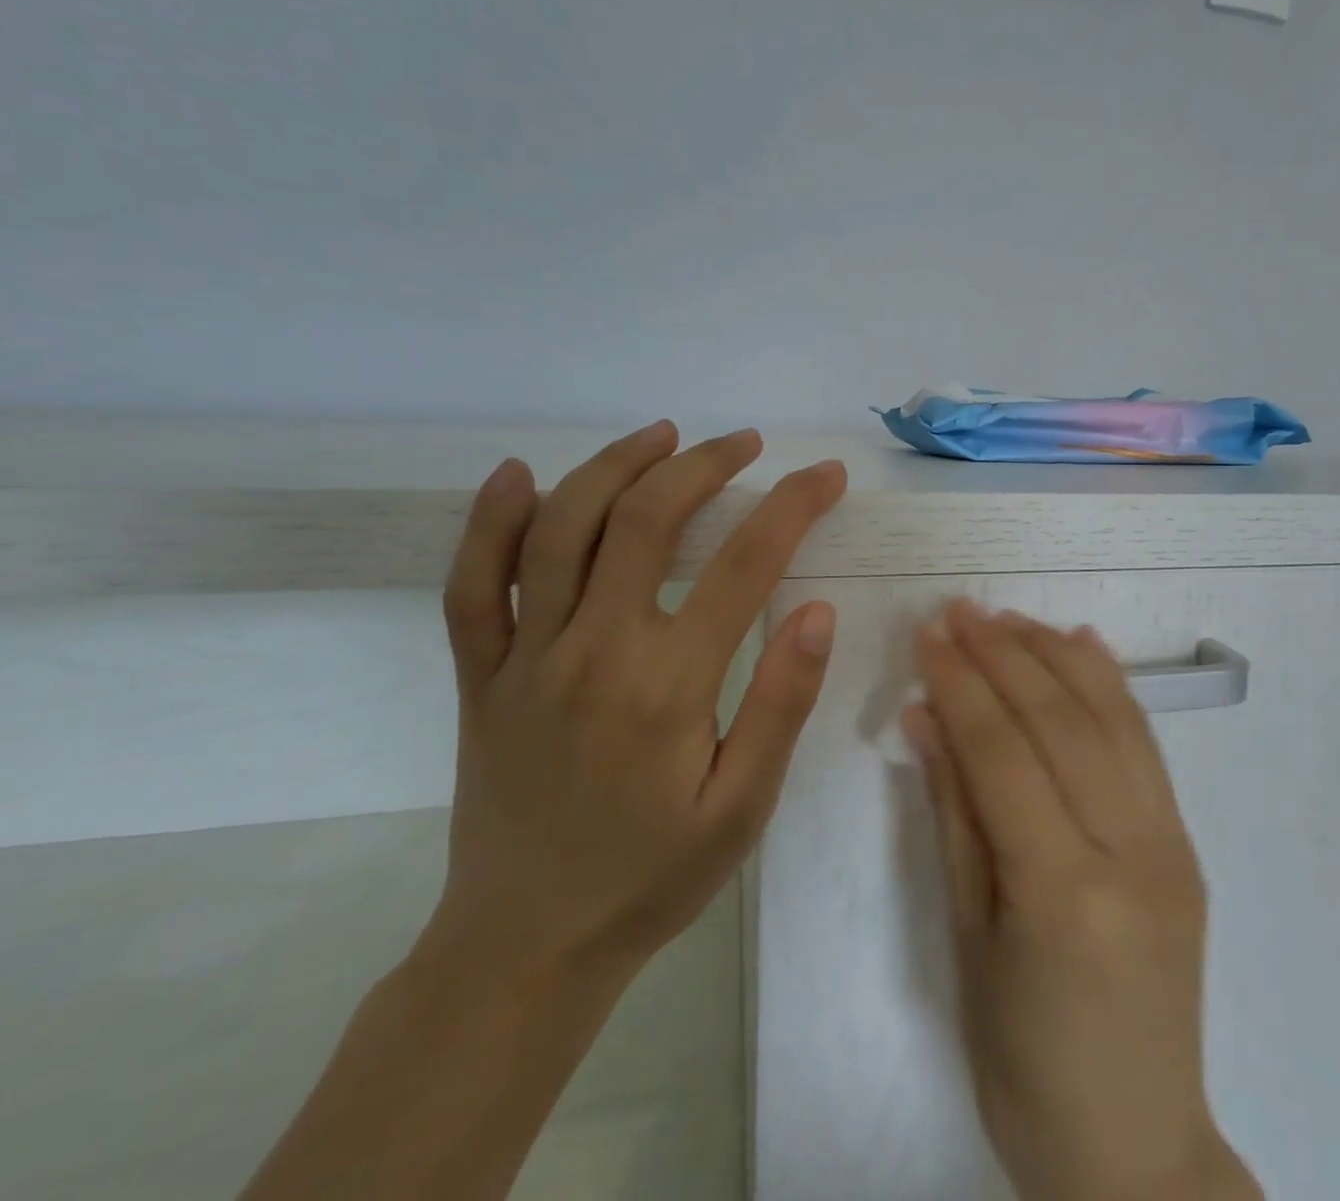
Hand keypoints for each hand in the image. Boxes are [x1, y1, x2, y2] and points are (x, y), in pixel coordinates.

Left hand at [423, 421, 847, 982]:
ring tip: (663, 434)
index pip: (746, 564)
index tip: (828, 475)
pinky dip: (488, 522)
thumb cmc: (653, 876)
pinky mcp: (479, 677)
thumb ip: (781, 702)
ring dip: (614, 467)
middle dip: (704, 465)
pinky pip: (470, 586)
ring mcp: (524, 659)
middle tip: (746, 442)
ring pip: (559, 531)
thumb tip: (818, 610)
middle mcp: (592, 652)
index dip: (794, 506)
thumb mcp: (743, 806)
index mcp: (667, 684)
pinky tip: (518, 475)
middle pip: (645, 522)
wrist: (526, 946)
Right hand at [905, 601, 1259, 1200]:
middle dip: (1003, 654)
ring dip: (1054, 654)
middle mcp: (1130, 852)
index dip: (961, 684)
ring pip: (1110, 717)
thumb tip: (926, 717)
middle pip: (1060, 721)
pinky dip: (1111, 683)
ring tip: (1007, 617)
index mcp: (1063, 892)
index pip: (1004, 753)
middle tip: (959, 610)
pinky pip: (1146, 744)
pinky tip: (1082, 642)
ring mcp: (1170, 843)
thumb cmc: (1023, 1062)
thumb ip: (953, 815)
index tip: (927, 635)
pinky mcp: (1186, 842)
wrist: (1136, 1146)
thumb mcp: (967, 942)